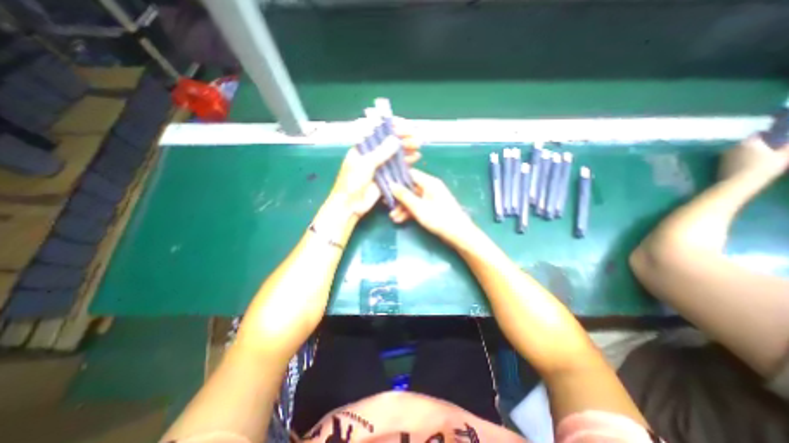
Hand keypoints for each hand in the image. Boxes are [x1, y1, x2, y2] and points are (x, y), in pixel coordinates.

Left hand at [331, 134, 421, 218]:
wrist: (351, 204)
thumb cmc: (352, 181)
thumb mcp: (366, 164)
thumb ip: (381, 152)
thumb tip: (396, 140)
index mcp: (363, 147)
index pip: (379, 132)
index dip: (392, 127)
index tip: (405, 126)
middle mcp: (372, 154)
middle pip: (389, 142)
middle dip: (402, 138)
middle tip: (415, 137)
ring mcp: (380, 166)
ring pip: (395, 154)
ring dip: (406, 149)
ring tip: (417, 146)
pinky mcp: (386, 177)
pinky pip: (398, 167)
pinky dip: (407, 162)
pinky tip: (415, 157)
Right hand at [388, 170, 472, 245]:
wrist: (458, 234)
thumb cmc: (439, 218)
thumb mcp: (418, 207)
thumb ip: (404, 196)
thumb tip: (391, 184)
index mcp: (429, 182)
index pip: (410, 174)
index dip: (397, 178)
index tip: (384, 184)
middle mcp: (430, 188)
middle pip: (410, 188)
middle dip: (398, 198)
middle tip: (386, 204)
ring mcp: (430, 198)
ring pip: (412, 199)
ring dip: (402, 208)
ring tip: (393, 217)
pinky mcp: (431, 208)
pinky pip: (417, 206)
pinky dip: (409, 213)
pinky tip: (400, 220)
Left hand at [720, 134, 788, 182]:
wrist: (739, 182)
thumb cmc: (763, 167)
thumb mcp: (783, 155)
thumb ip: (787, 147)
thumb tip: (788, 143)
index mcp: (747, 142)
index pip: (757, 134)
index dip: (766, 136)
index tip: (774, 139)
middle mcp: (732, 148)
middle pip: (746, 144)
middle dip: (756, 146)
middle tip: (767, 151)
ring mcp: (723, 157)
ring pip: (737, 152)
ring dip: (745, 154)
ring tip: (758, 159)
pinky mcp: (718, 166)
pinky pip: (731, 161)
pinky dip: (738, 162)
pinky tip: (746, 166)